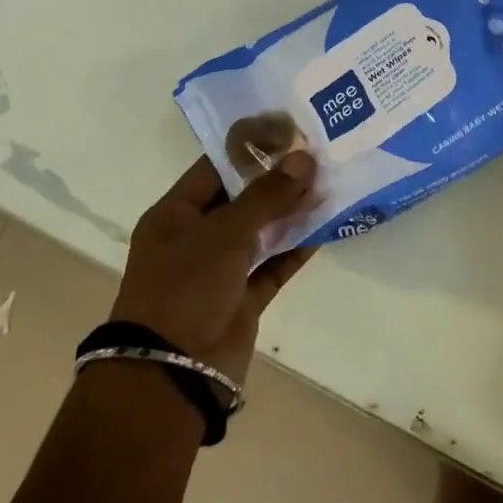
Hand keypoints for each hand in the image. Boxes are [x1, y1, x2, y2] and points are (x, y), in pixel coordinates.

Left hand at [111, 152, 317, 382]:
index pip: (216, 168)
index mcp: (176, 215)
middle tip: (320, 153)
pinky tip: (325, 228)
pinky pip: (274, 265)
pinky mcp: (243, 297)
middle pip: (242, 198)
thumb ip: (267, 196)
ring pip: (262, 231)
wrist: (172, 371)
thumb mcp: (223, 233)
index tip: (290, 131)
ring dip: (292, 212)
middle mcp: (196, 238)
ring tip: (330, 184)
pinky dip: (297, 249)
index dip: (252, 148)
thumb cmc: (184, 289)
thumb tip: (305, 158)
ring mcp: (221, 269)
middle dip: (278, 179)